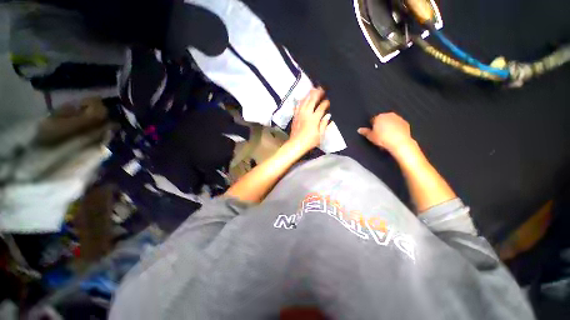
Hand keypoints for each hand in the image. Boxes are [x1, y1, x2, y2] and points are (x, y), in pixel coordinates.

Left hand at [287, 88, 331, 154]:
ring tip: (313, 89)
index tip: (329, 100)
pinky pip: (298, 105)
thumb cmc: (309, 141)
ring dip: (309, 94)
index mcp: (314, 119)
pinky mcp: (295, 116)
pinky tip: (303, 98)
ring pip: (304, 101)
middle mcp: (306, 114)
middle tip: (322, 88)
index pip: (321, 107)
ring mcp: (299, 114)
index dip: (326, 103)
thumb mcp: (320, 135)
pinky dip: (302, 100)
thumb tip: (328, 115)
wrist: (296, 144)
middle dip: (318, 93)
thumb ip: (324, 124)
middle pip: (312, 100)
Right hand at [358, 112, 414, 153]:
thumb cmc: (384, 139)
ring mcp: (398, 118)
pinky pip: (398, 125)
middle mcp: (389, 115)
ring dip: (388, 126)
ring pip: (390, 121)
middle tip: (379, 134)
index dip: (372, 126)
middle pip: (382, 119)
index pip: (373, 120)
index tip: (372, 132)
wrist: (399, 143)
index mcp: (379, 117)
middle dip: (380, 125)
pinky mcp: (405, 123)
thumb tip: (360, 130)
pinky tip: (394, 136)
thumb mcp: (370, 137)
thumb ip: (365, 132)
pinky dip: (396, 129)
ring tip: (386, 136)